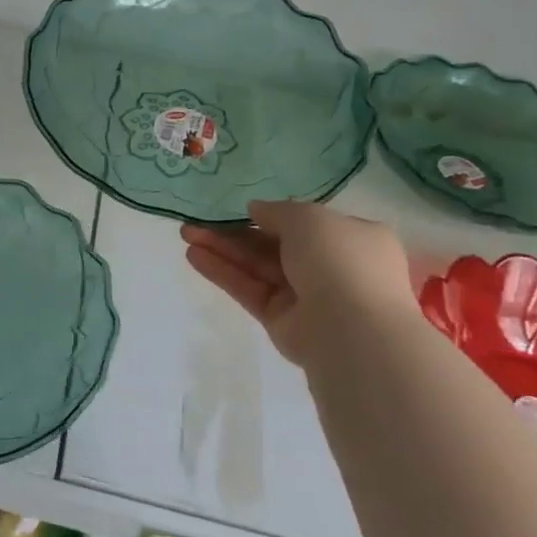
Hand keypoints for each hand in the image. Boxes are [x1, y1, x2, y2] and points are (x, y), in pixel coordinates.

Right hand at [181, 199, 419, 365]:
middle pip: (273, 245)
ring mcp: (305, 295)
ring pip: (257, 267)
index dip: (272, 216)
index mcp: (351, 239)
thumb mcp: (308, 218)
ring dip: (222, 249)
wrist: (351, 327)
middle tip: (197, 222)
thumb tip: (255, 209)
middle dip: (235, 232)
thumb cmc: (338, 259)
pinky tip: (194, 256)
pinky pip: (249, 290)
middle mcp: (329, 267)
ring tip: (185, 234)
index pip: (307, 225)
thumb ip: (277, 211)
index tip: (240, 209)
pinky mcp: (280, 320)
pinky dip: (223, 273)